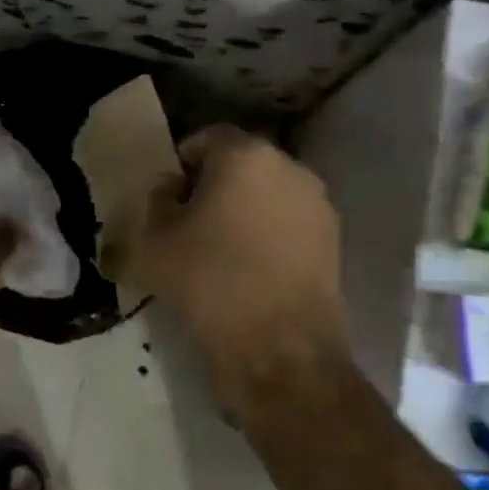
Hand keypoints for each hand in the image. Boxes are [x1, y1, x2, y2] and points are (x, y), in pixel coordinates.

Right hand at [133, 126, 349, 405]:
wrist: (281, 350)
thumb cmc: (210, 284)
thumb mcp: (156, 241)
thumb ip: (158, 200)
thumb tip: (173, 188)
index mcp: (244, 155)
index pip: (206, 138)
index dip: (183, 164)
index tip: (170, 197)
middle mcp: (288, 166)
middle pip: (241, 162)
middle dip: (215, 184)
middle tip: (191, 221)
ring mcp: (316, 202)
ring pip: (268, 191)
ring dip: (245, 207)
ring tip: (223, 247)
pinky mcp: (333, 237)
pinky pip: (289, 220)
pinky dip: (270, 231)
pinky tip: (253, 267)